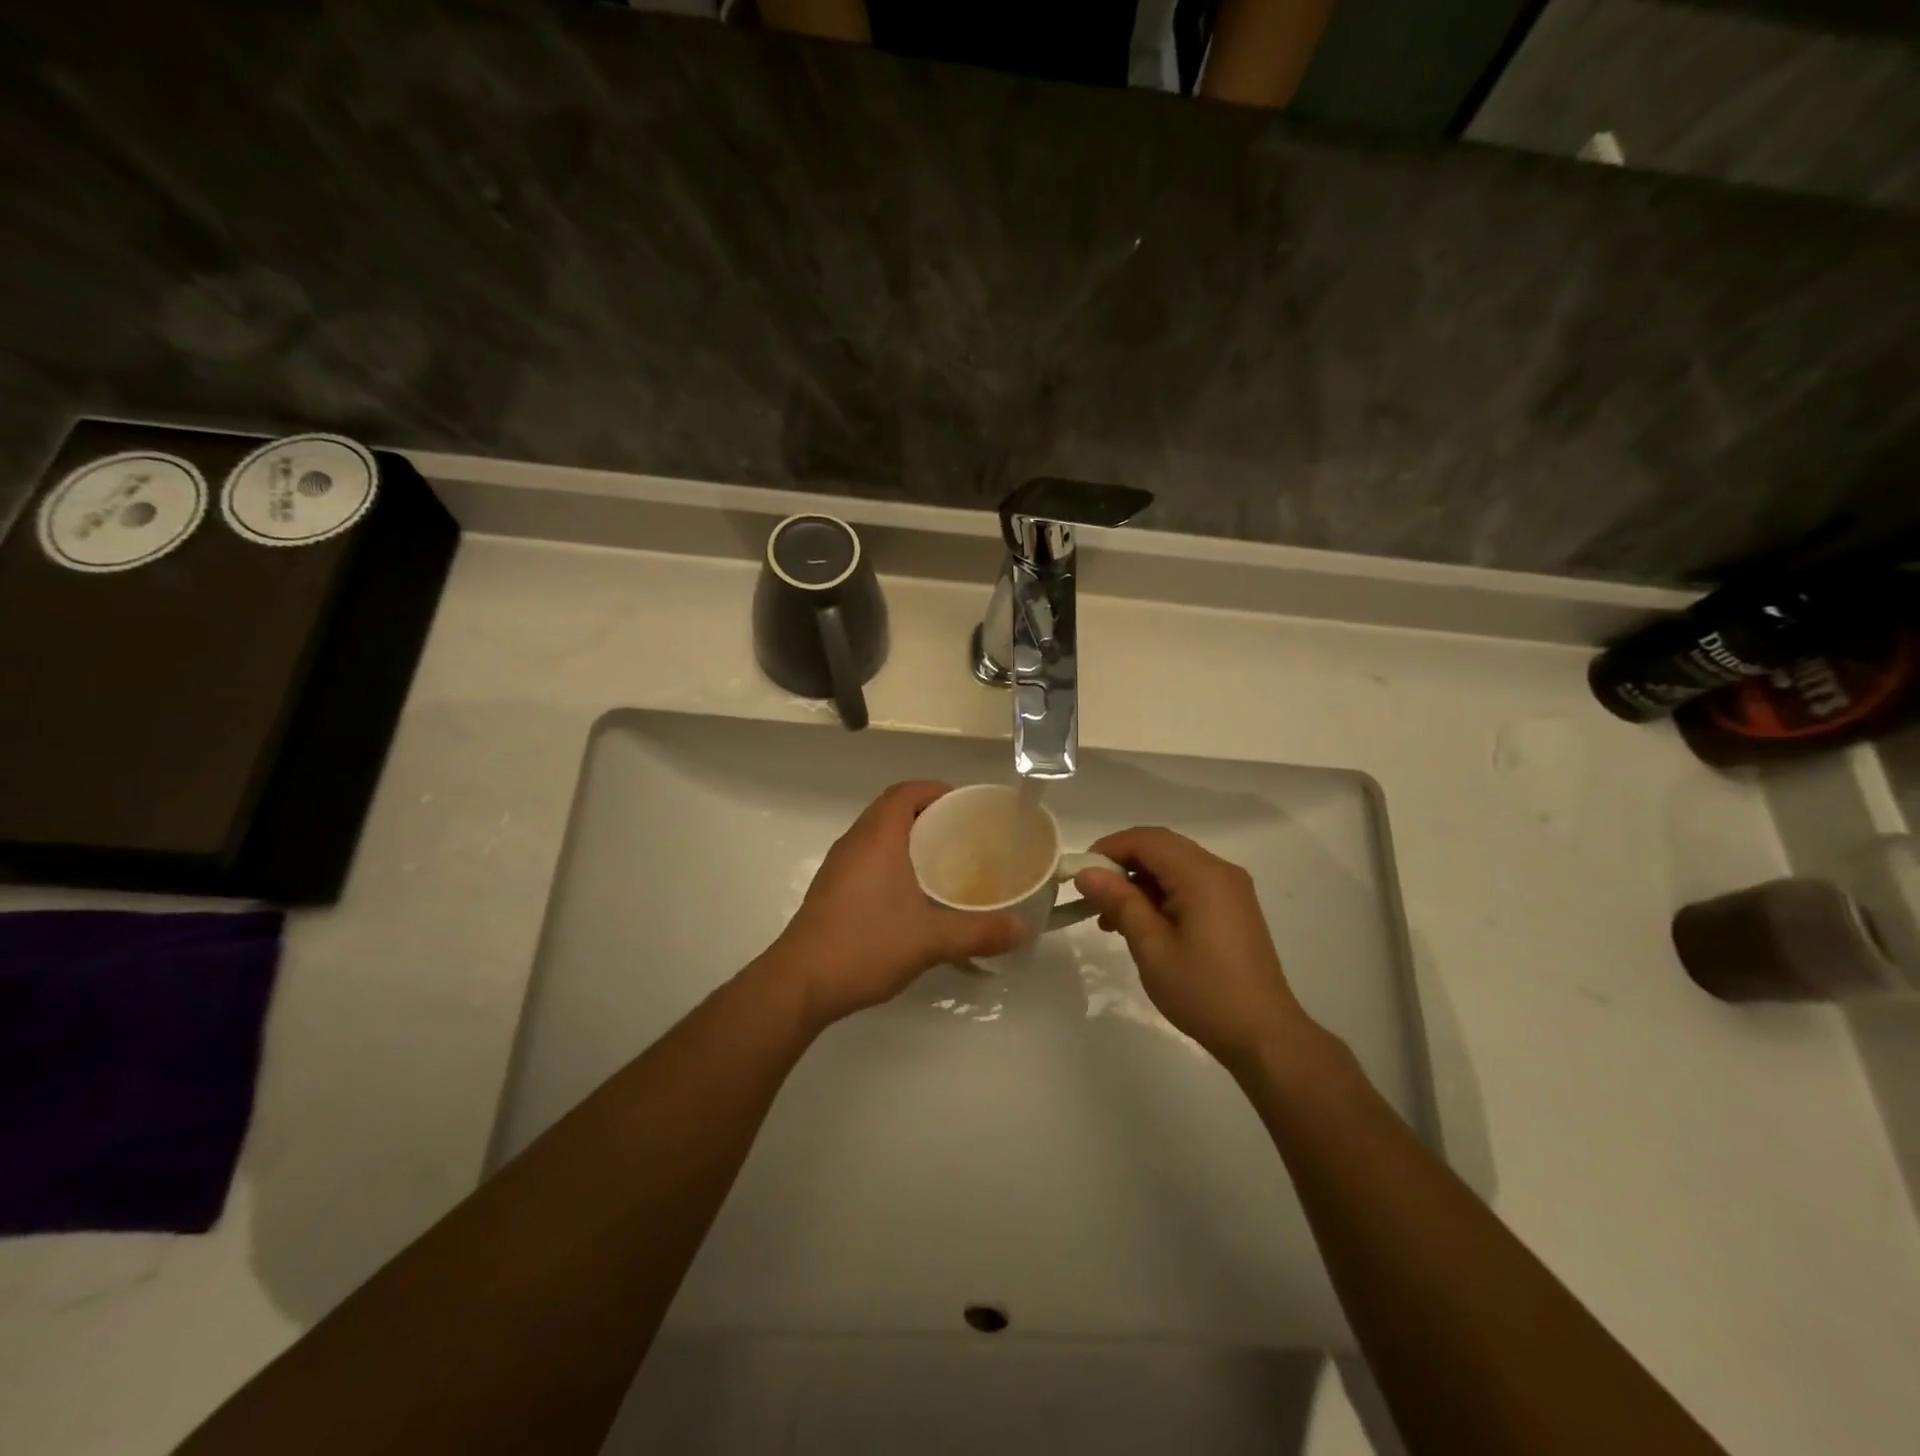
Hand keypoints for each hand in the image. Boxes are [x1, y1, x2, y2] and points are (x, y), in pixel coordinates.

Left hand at [770, 782, 1025, 1026]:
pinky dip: (892, 861)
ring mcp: (838, 867)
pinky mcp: (831, 890)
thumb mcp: (930, 939)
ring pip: (878, 836)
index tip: (965, 806)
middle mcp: (855, 843)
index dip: (935, 790)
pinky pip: (867, 859)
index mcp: (877, 837)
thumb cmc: (866, 945)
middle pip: (892, 810)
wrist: (800, 983)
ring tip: (944, 862)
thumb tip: (1023, 929)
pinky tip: (913, 894)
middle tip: (963, 835)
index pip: (905, 792)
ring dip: (908, 839)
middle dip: (927, 815)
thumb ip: (979, 932)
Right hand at [1073, 827, 1313, 1069]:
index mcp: (1202, 875)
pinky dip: (1160, 895)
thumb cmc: (1203, 992)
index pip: (1147, 840)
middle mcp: (1220, 870)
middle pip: (1161, 848)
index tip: (1080, 873)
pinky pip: (1189, 884)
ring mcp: (1230, 888)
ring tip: (1110, 918)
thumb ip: (1120, 902)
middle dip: (1122, 865)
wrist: (1263, 1035)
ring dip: (1139, 882)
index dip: (1109, 848)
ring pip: (1173, 866)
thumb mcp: (1152, 948)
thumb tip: (1087, 872)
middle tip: (1092, 895)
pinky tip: (1140, 924)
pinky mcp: (1233, 907)